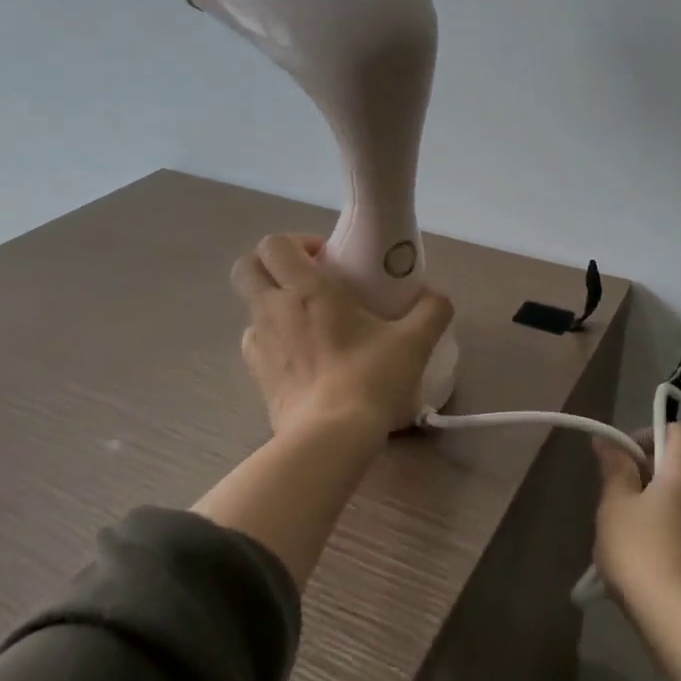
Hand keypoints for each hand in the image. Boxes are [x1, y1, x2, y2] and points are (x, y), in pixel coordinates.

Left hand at [231, 234, 454, 436]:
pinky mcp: (257, 375)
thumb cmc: (370, 379)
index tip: (327, 258)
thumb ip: (431, 310)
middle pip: (247, 267)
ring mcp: (259, 343)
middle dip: (271, 265)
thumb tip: (434, 296)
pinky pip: (255, 343)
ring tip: (306, 321)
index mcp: (306, 289)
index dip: (296, 242)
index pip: (274, 244)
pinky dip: (272, 339)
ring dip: (271, 303)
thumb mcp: (415, 342)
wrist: (331, 438)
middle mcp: (273, 309)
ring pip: (249, 306)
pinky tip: (300, 355)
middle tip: (308, 280)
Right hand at [593, 422, 680, 609]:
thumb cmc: (643, 554)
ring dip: (659, 509)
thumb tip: (609, 442)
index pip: (677, 431)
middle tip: (616, 501)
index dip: (647, 435)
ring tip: (628, 537)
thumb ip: (615, 470)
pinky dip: (672, 537)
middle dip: (647, 477)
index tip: (622, 458)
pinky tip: (649, 565)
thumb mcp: (616, 507)